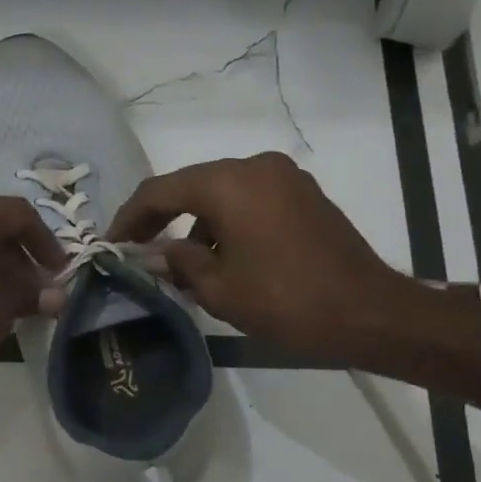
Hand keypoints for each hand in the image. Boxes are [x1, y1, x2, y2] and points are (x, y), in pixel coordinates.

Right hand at [108, 153, 417, 359]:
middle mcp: (254, 167)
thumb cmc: (286, 301)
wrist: (370, 314)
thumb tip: (156, 252)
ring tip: (180, 265)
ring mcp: (284, 178)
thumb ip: (178, 262)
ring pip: (220, 193)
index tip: (110, 244)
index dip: (129, 218)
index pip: (160, 191)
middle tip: (136, 249)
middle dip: (160, 218)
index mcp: (228, 183)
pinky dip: (225, 222)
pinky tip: (220, 258)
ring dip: (195, 223)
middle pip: (190, 186)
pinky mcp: (303, 195)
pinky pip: (248, 200)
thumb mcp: (218, 288)